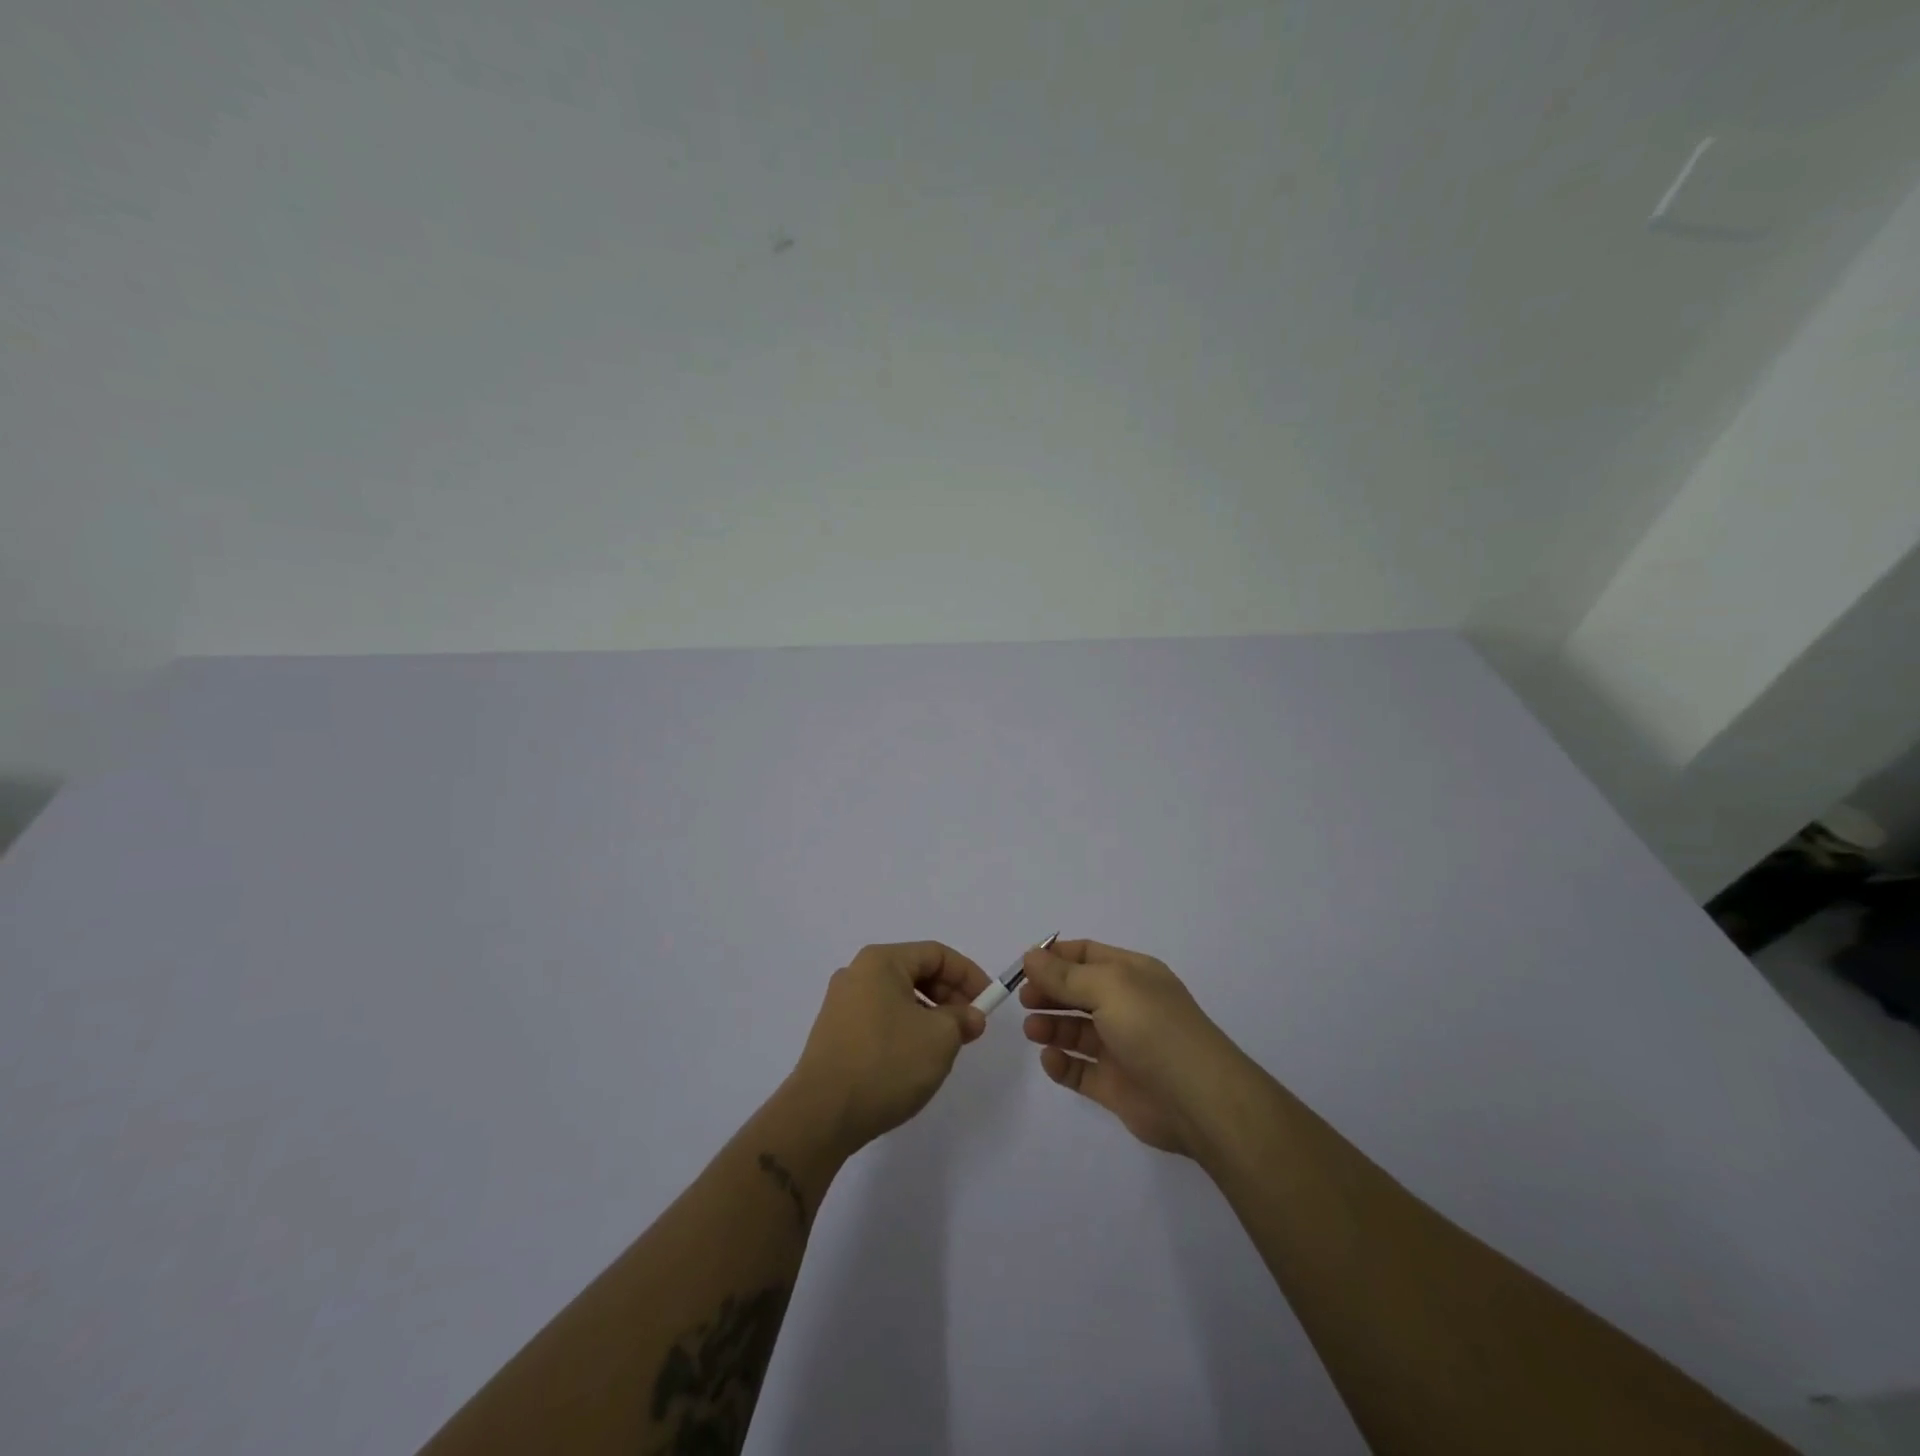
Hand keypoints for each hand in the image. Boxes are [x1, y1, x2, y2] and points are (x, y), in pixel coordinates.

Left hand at [789, 942, 991, 1152]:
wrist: (821, 1114)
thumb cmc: (886, 1062)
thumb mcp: (939, 1038)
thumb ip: (962, 1019)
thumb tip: (970, 1017)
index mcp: (881, 961)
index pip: (936, 954)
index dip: (968, 974)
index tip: (989, 1002)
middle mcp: (857, 973)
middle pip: (915, 972)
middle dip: (949, 996)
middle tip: (971, 1026)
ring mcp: (841, 1004)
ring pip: (898, 997)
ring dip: (929, 1015)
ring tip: (947, 1046)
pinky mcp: (834, 1033)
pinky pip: (881, 1018)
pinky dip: (906, 1029)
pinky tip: (915, 1059)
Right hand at [1020, 939, 1245, 1156]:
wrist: (1198, 1099)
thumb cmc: (1152, 1028)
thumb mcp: (1108, 987)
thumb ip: (1065, 975)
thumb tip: (1030, 956)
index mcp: (1132, 974)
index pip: (1087, 955)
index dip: (1054, 957)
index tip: (1023, 965)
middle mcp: (1126, 1006)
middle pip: (1077, 991)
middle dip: (1048, 992)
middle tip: (1023, 999)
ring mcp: (1120, 1047)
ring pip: (1076, 1031)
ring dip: (1050, 1026)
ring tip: (1032, 1029)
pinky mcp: (1114, 1085)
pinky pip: (1079, 1070)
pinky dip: (1061, 1064)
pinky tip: (1050, 1059)